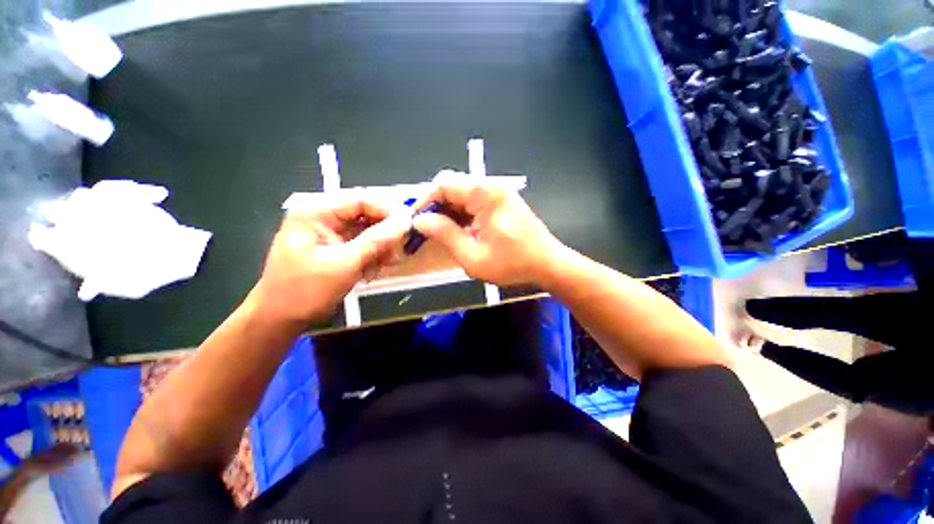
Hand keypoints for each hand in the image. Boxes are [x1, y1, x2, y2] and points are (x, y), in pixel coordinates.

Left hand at [251, 195, 408, 324]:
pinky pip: (363, 246)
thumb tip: (405, 220)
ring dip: (378, 250)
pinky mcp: (336, 248)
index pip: (361, 200)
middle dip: (383, 236)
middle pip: (366, 216)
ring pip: (368, 232)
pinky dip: (371, 258)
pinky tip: (368, 273)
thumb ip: (377, 240)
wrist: (280, 319)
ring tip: (378, 268)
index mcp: (317, 212)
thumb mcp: (345, 264)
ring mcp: (330, 234)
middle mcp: (324, 218)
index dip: (387, 211)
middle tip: (393, 255)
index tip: (408, 228)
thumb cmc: (306, 290)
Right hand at [412, 171, 563, 285]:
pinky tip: (458, 231)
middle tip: (426, 230)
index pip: (444, 184)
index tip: (415, 221)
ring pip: (462, 195)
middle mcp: (491, 186)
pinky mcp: (501, 202)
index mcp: (485, 194)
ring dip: (448, 212)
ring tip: (440, 234)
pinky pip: (474, 202)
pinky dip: (461, 215)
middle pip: (453, 186)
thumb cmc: (512, 264)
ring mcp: (498, 193)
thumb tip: (420, 220)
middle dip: (436, 207)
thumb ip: (445, 234)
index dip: (425, 200)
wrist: (547, 264)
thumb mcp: (472, 255)